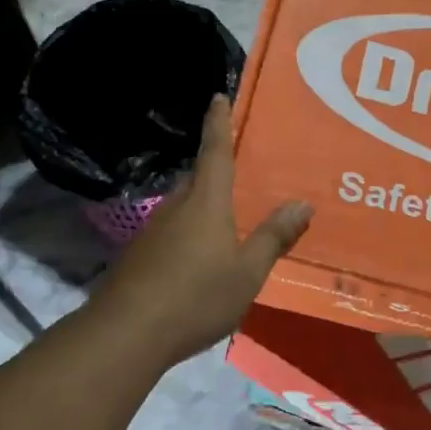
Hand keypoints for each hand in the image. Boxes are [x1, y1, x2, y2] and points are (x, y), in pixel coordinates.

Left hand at [98, 97, 312, 365]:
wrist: (127, 333)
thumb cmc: (196, 297)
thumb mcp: (248, 272)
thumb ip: (274, 237)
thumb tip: (303, 203)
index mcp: (206, 202)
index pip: (215, 152)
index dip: (218, 123)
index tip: (218, 96)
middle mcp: (177, 207)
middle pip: (199, 178)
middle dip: (217, 169)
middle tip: (243, 169)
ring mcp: (154, 231)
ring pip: (185, 206)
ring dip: (205, 204)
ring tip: (230, 216)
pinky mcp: (141, 255)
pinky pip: (174, 230)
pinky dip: (192, 231)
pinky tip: (202, 255)